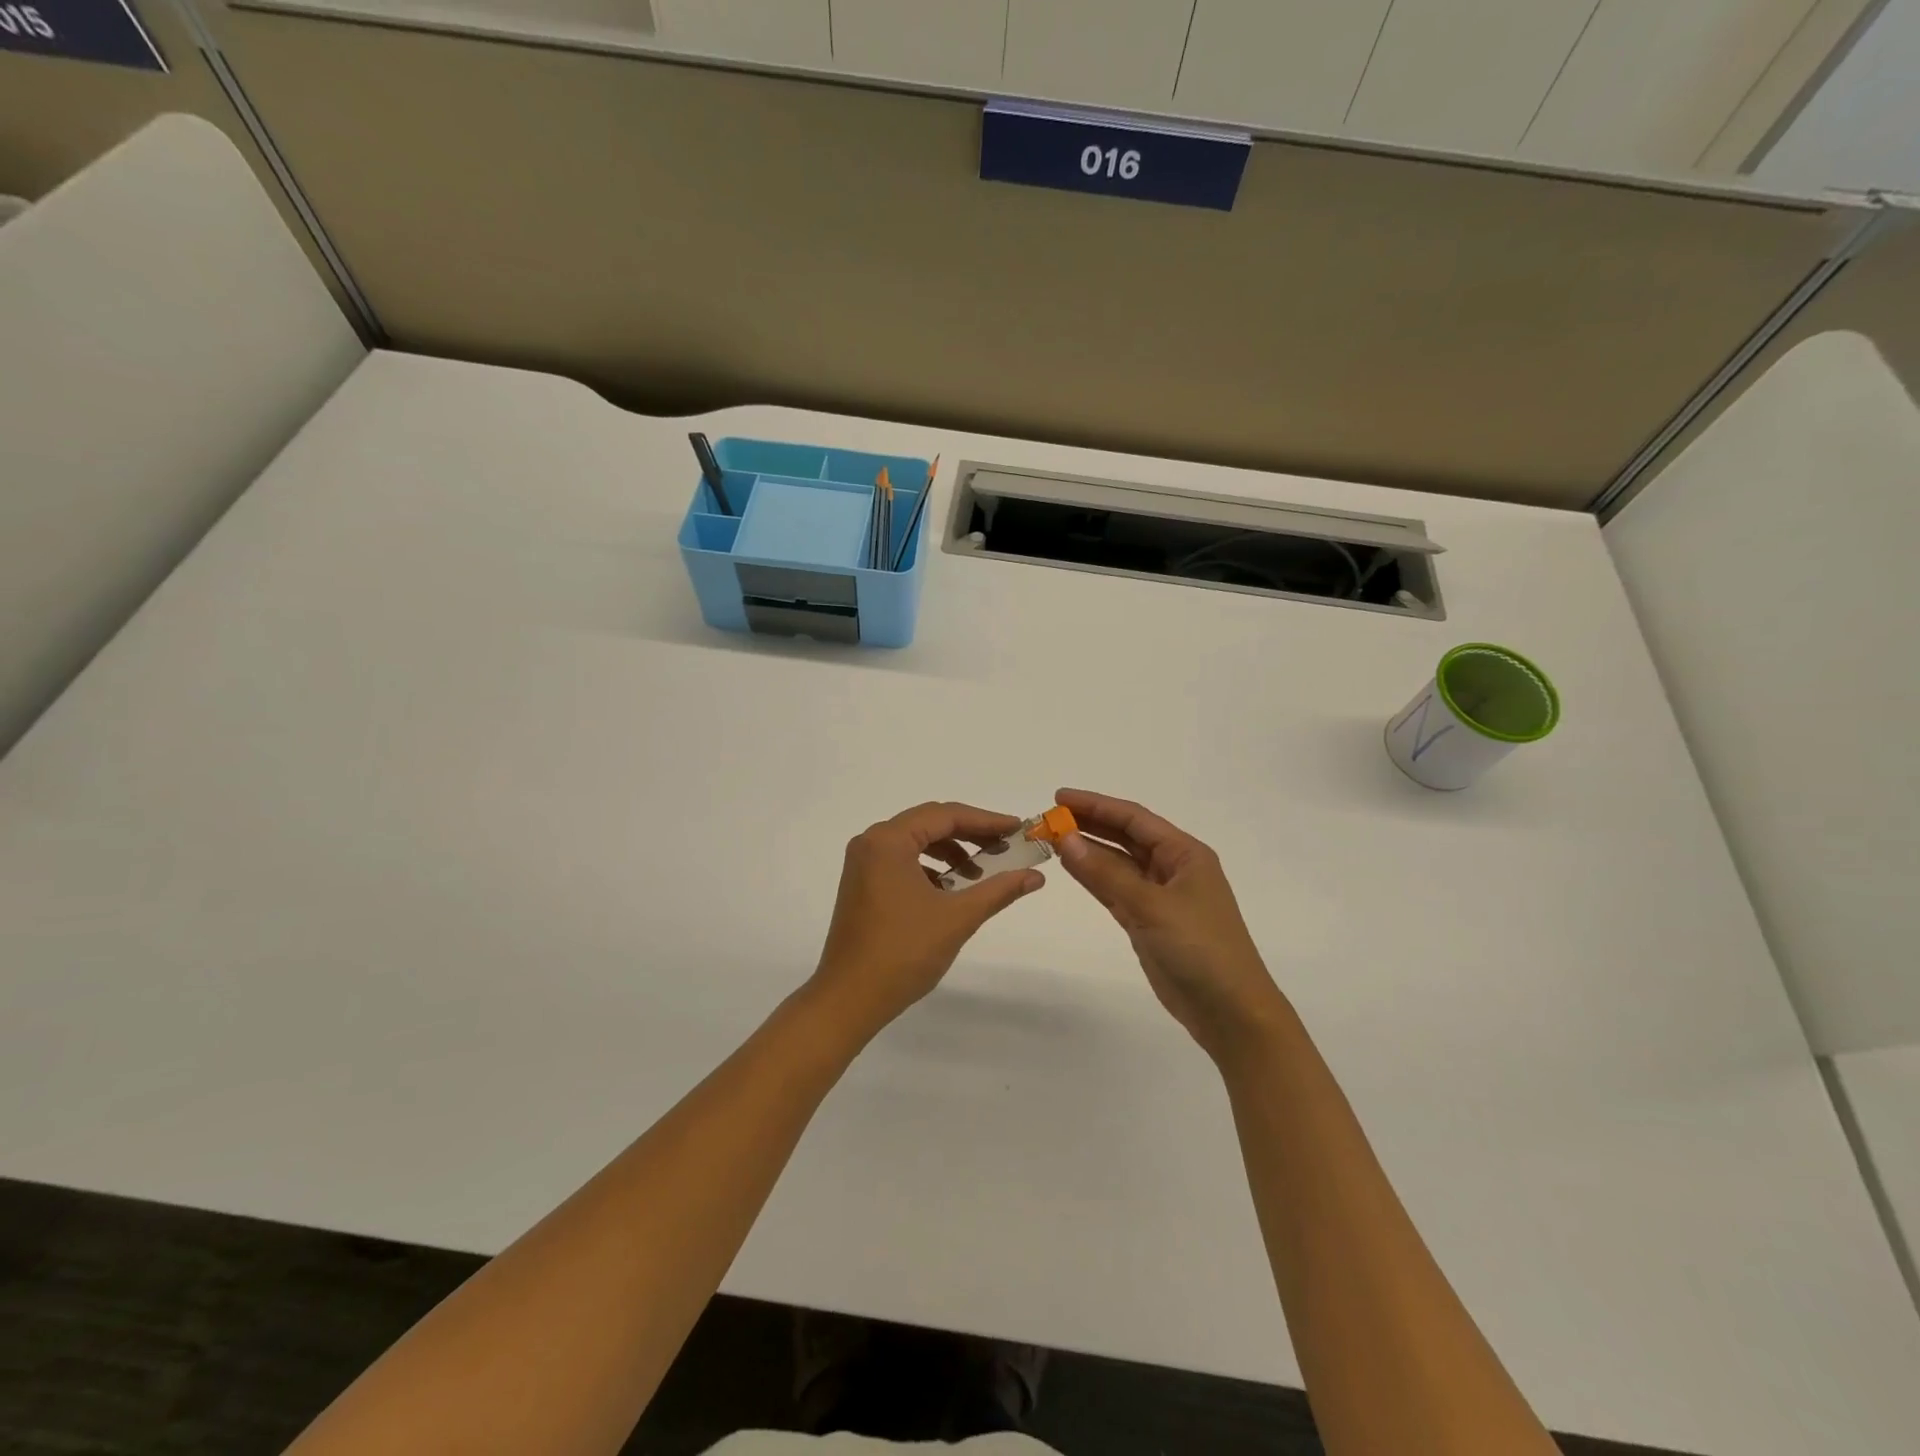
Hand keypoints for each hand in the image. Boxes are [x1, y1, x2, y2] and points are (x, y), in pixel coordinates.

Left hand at [809, 801, 1045, 1038]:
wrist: (849, 999)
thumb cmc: (903, 952)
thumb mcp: (957, 918)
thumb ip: (998, 890)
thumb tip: (1036, 876)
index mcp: (888, 841)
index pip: (946, 816)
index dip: (986, 821)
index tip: (1018, 829)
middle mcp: (871, 842)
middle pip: (929, 823)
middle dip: (970, 834)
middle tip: (1006, 847)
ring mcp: (862, 864)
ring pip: (915, 842)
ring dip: (950, 851)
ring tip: (981, 873)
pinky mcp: (861, 884)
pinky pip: (901, 861)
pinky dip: (930, 867)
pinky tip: (950, 889)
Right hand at [1053, 789, 1286, 1062]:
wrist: (1230, 1012)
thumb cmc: (1200, 949)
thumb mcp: (1152, 906)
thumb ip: (1106, 873)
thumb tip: (1066, 839)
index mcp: (1185, 854)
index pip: (1134, 819)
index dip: (1096, 805)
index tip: (1059, 798)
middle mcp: (1173, 869)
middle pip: (1125, 837)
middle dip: (1089, 825)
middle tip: (1049, 818)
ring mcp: (1160, 897)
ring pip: (1118, 864)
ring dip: (1088, 852)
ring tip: (1052, 839)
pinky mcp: (1148, 923)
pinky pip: (1115, 891)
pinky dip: (1094, 879)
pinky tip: (1071, 868)